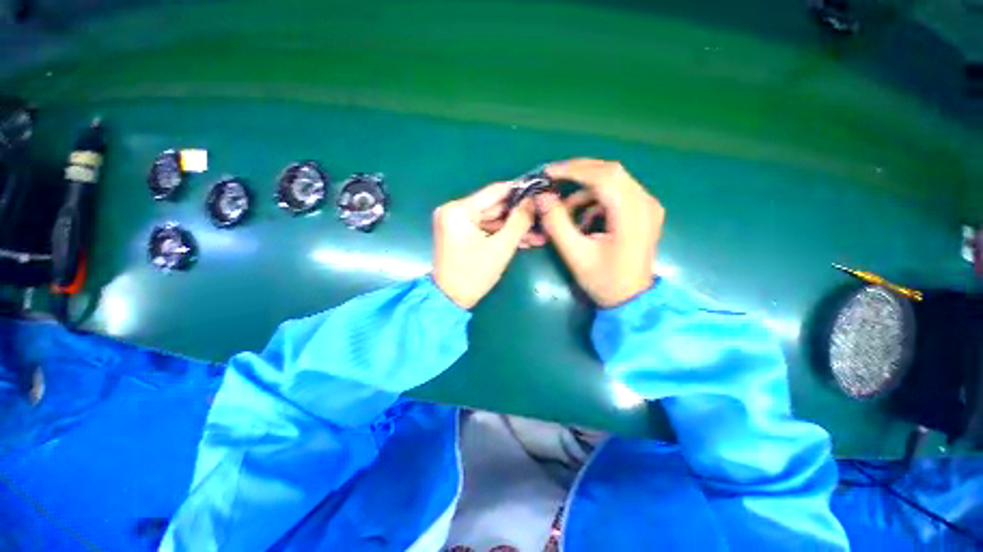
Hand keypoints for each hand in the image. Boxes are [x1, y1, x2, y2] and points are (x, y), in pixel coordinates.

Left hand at [433, 182, 534, 308]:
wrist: (451, 299)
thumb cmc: (474, 274)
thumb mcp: (501, 247)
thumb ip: (519, 221)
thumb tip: (533, 200)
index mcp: (458, 210)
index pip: (494, 192)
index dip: (518, 191)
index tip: (539, 190)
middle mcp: (454, 211)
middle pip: (493, 207)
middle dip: (519, 215)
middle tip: (542, 216)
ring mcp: (455, 223)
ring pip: (491, 220)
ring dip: (513, 228)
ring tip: (538, 234)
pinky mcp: (459, 234)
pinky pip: (484, 229)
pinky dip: (501, 235)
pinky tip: (523, 241)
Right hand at [536, 159, 663, 307]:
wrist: (631, 299)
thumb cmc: (604, 280)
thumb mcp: (575, 255)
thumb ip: (557, 224)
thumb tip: (542, 197)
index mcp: (631, 214)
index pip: (604, 176)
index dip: (574, 170)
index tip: (548, 172)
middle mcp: (645, 203)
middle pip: (611, 172)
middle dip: (578, 172)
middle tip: (553, 180)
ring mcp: (647, 206)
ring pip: (614, 180)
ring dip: (585, 189)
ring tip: (565, 209)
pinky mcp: (644, 211)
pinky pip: (617, 193)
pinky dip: (596, 199)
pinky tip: (584, 218)